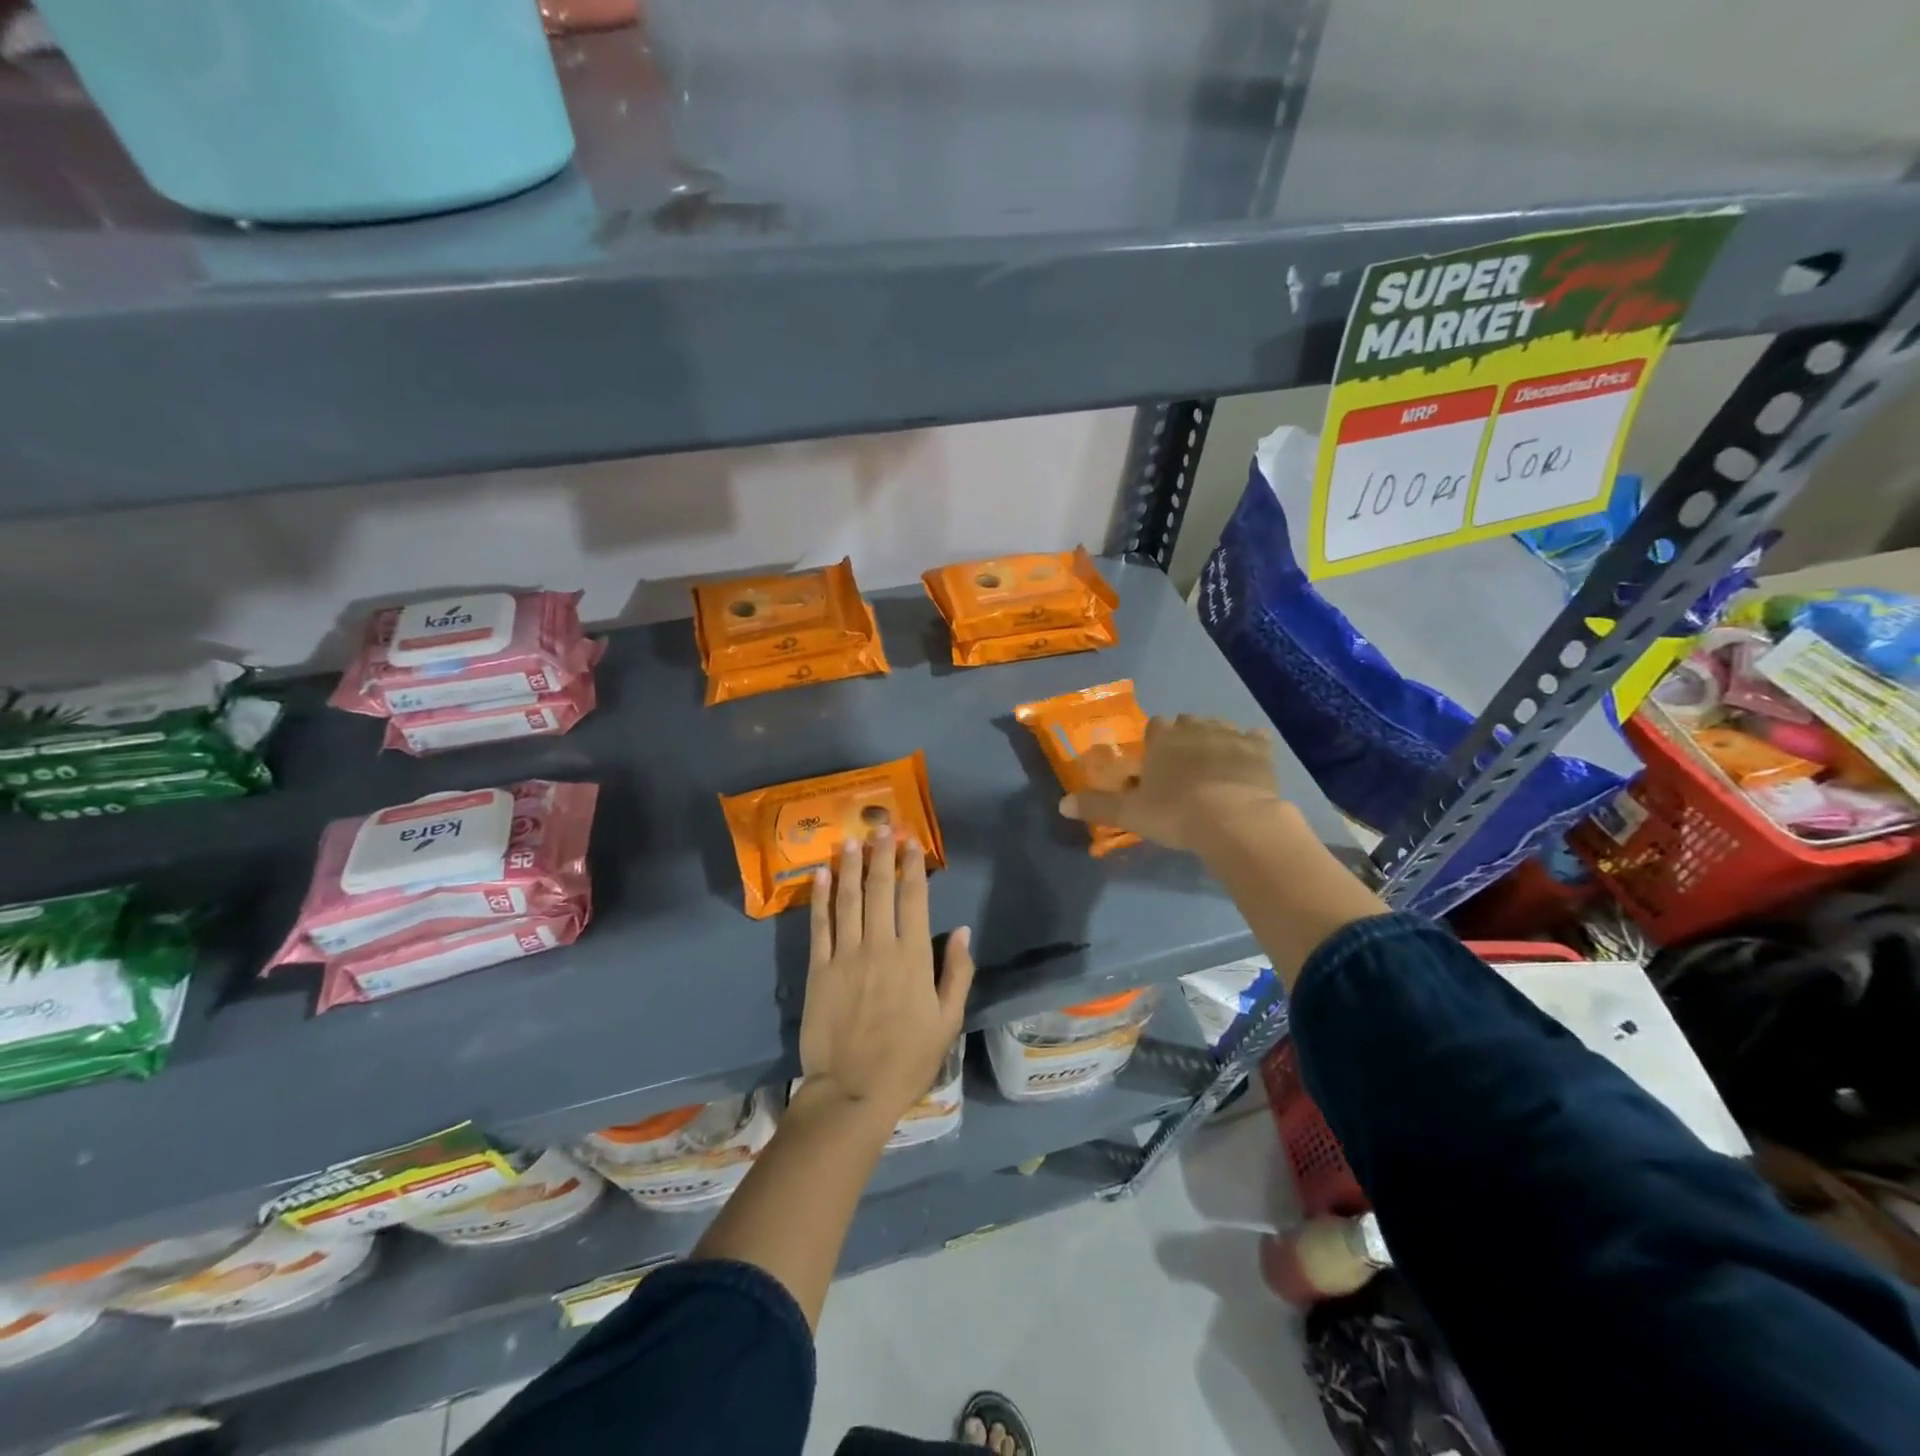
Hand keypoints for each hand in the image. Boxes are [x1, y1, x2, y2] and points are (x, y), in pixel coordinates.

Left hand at [799, 829, 974, 1127]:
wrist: (852, 1092)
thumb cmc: (907, 1059)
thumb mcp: (947, 1021)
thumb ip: (956, 973)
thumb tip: (961, 930)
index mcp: (913, 958)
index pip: (914, 899)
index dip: (913, 867)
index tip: (912, 842)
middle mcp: (879, 947)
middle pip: (880, 890)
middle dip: (882, 855)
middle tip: (882, 827)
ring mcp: (845, 956)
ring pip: (849, 900)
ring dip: (852, 866)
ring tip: (853, 839)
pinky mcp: (818, 970)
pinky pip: (819, 925)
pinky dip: (820, 897)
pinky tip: (821, 874)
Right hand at [1059, 714, 1286, 852]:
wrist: (1235, 821)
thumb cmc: (1176, 813)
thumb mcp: (1130, 814)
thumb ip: (1097, 806)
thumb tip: (1061, 804)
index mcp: (1163, 738)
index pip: (1155, 726)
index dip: (1155, 742)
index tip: (1155, 762)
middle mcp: (1196, 727)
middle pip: (1187, 722)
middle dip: (1184, 737)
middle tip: (1183, 767)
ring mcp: (1231, 735)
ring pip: (1219, 727)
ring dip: (1215, 740)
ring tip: (1213, 766)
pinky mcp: (1261, 749)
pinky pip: (1255, 738)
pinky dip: (1250, 747)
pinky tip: (1247, 763)